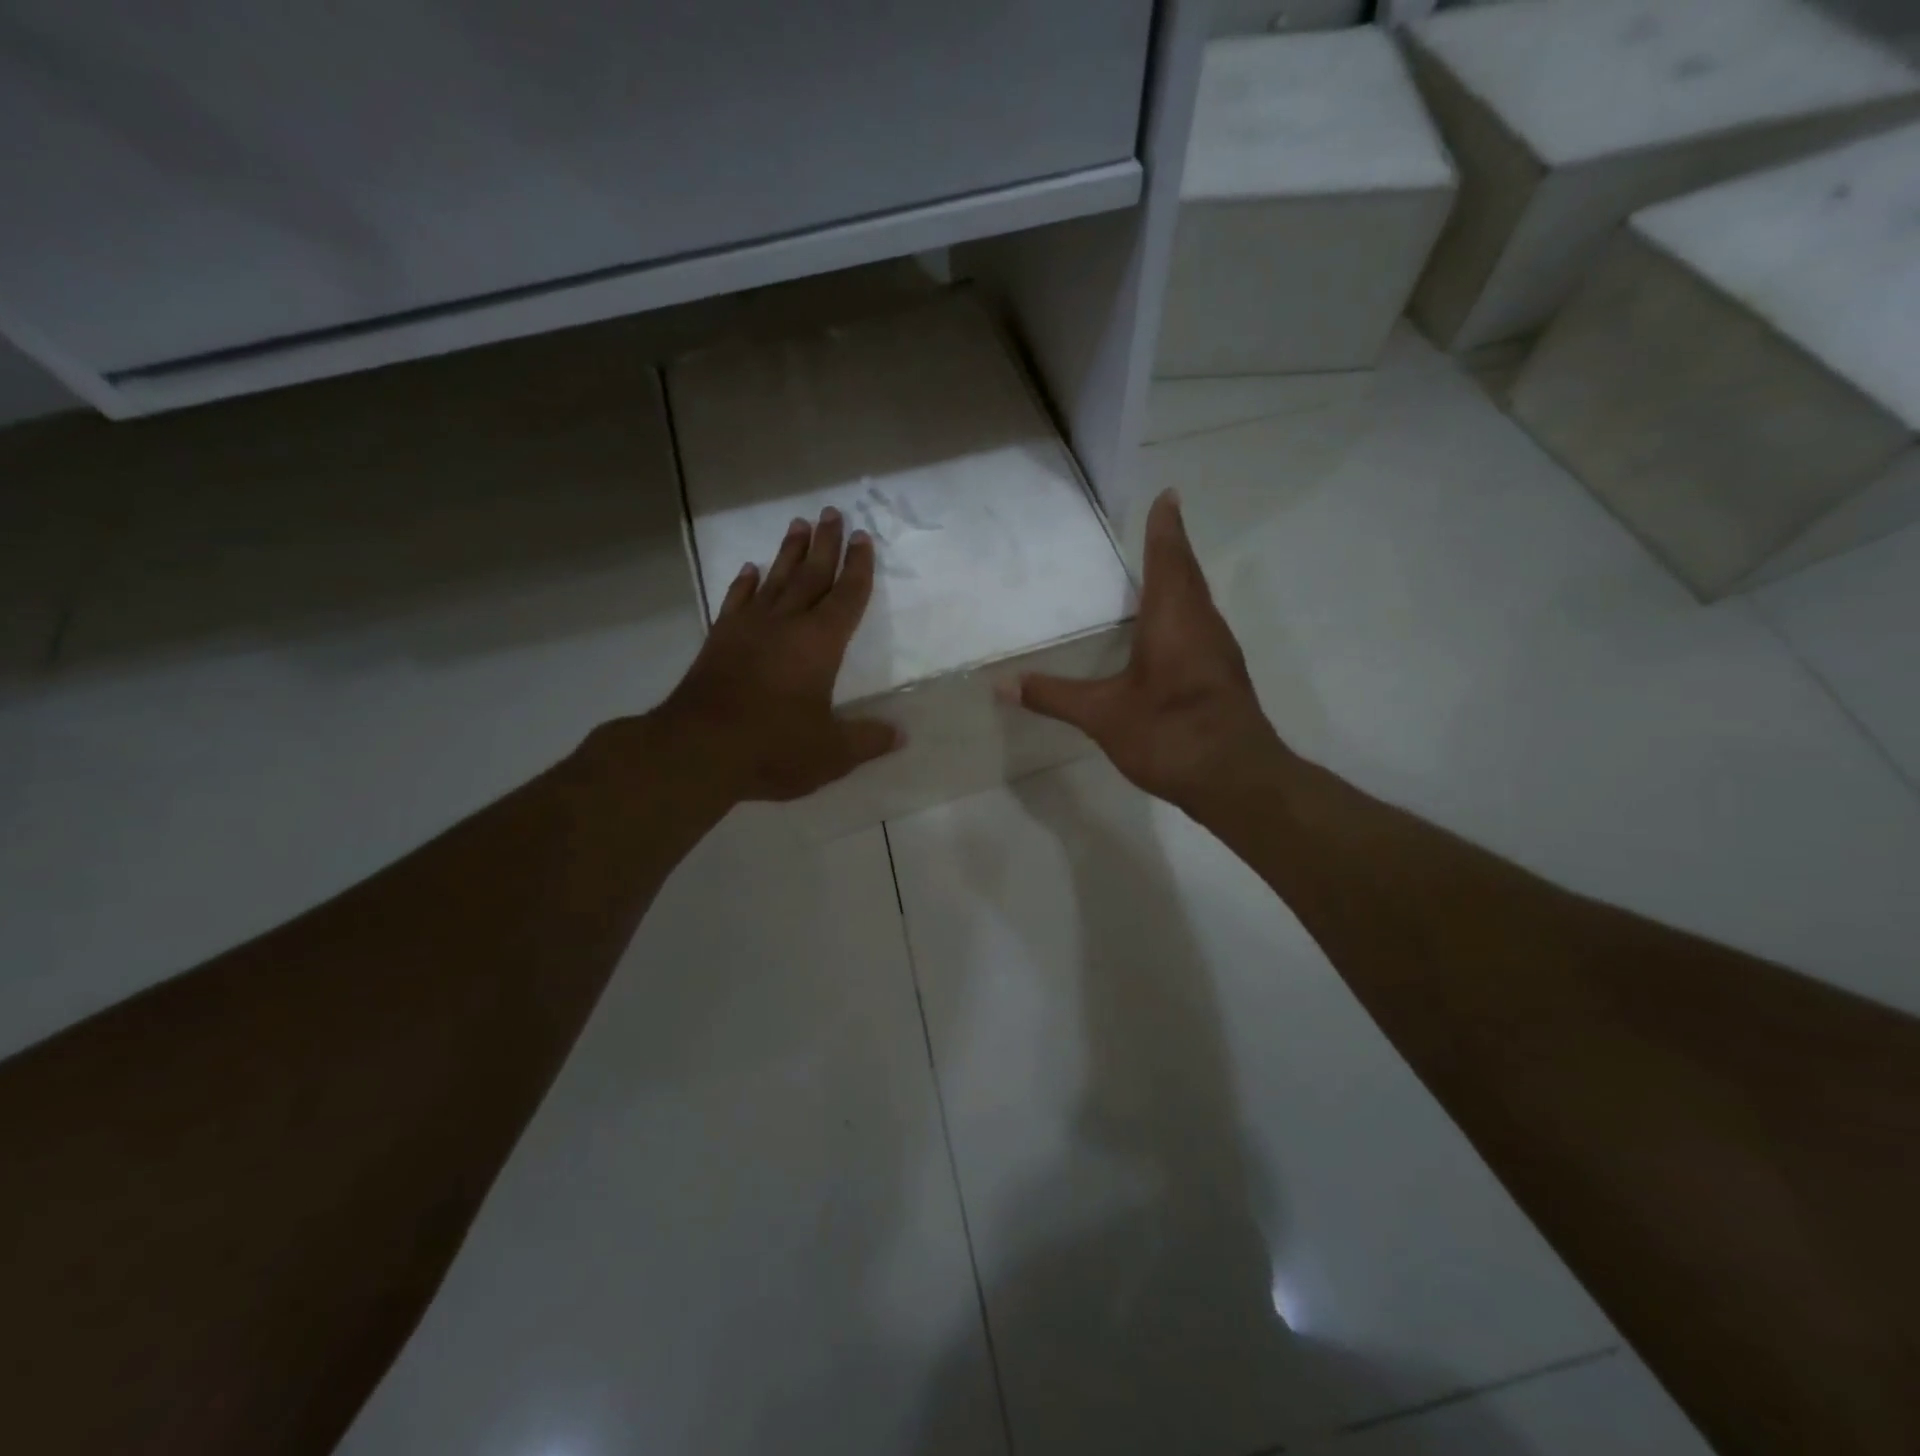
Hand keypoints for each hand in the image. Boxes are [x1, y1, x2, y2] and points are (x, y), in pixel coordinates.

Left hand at [645, 507, 900, 804]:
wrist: (699, 748)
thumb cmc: (774, 747)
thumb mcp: (831, 753)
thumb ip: (867, 740)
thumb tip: (901, 734)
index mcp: (821, 643)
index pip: (847, 596)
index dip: (858, 567)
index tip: (863, 537)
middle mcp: (787, 624)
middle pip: (812, 575)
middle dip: (826, 544)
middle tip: (831, 512)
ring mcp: (749, 628)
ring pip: (775, 580)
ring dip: (788, 552)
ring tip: (797, 525)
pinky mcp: (720, 640)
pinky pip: (737, 600)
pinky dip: (745, 583)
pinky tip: (750, 569)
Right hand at [1015, 489, 1285, 813]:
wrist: (1236, 780)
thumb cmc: (1169, 733)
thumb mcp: (1102, 715)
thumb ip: (1054, 696)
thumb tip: (1002, 684)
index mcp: (1175, 618)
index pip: (1170, 558)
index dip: (1165, 528)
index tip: (1168, 496)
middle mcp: (1203, 624)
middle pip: (1188, 574)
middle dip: (1172, 549)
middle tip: (1159, 525)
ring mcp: (1219, 652)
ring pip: (1198, 603)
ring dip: (1181, 582)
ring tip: (1158, 574)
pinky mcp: (1223, 677)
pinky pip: (1201, 628)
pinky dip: (1184, 615)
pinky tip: (1168, 635)